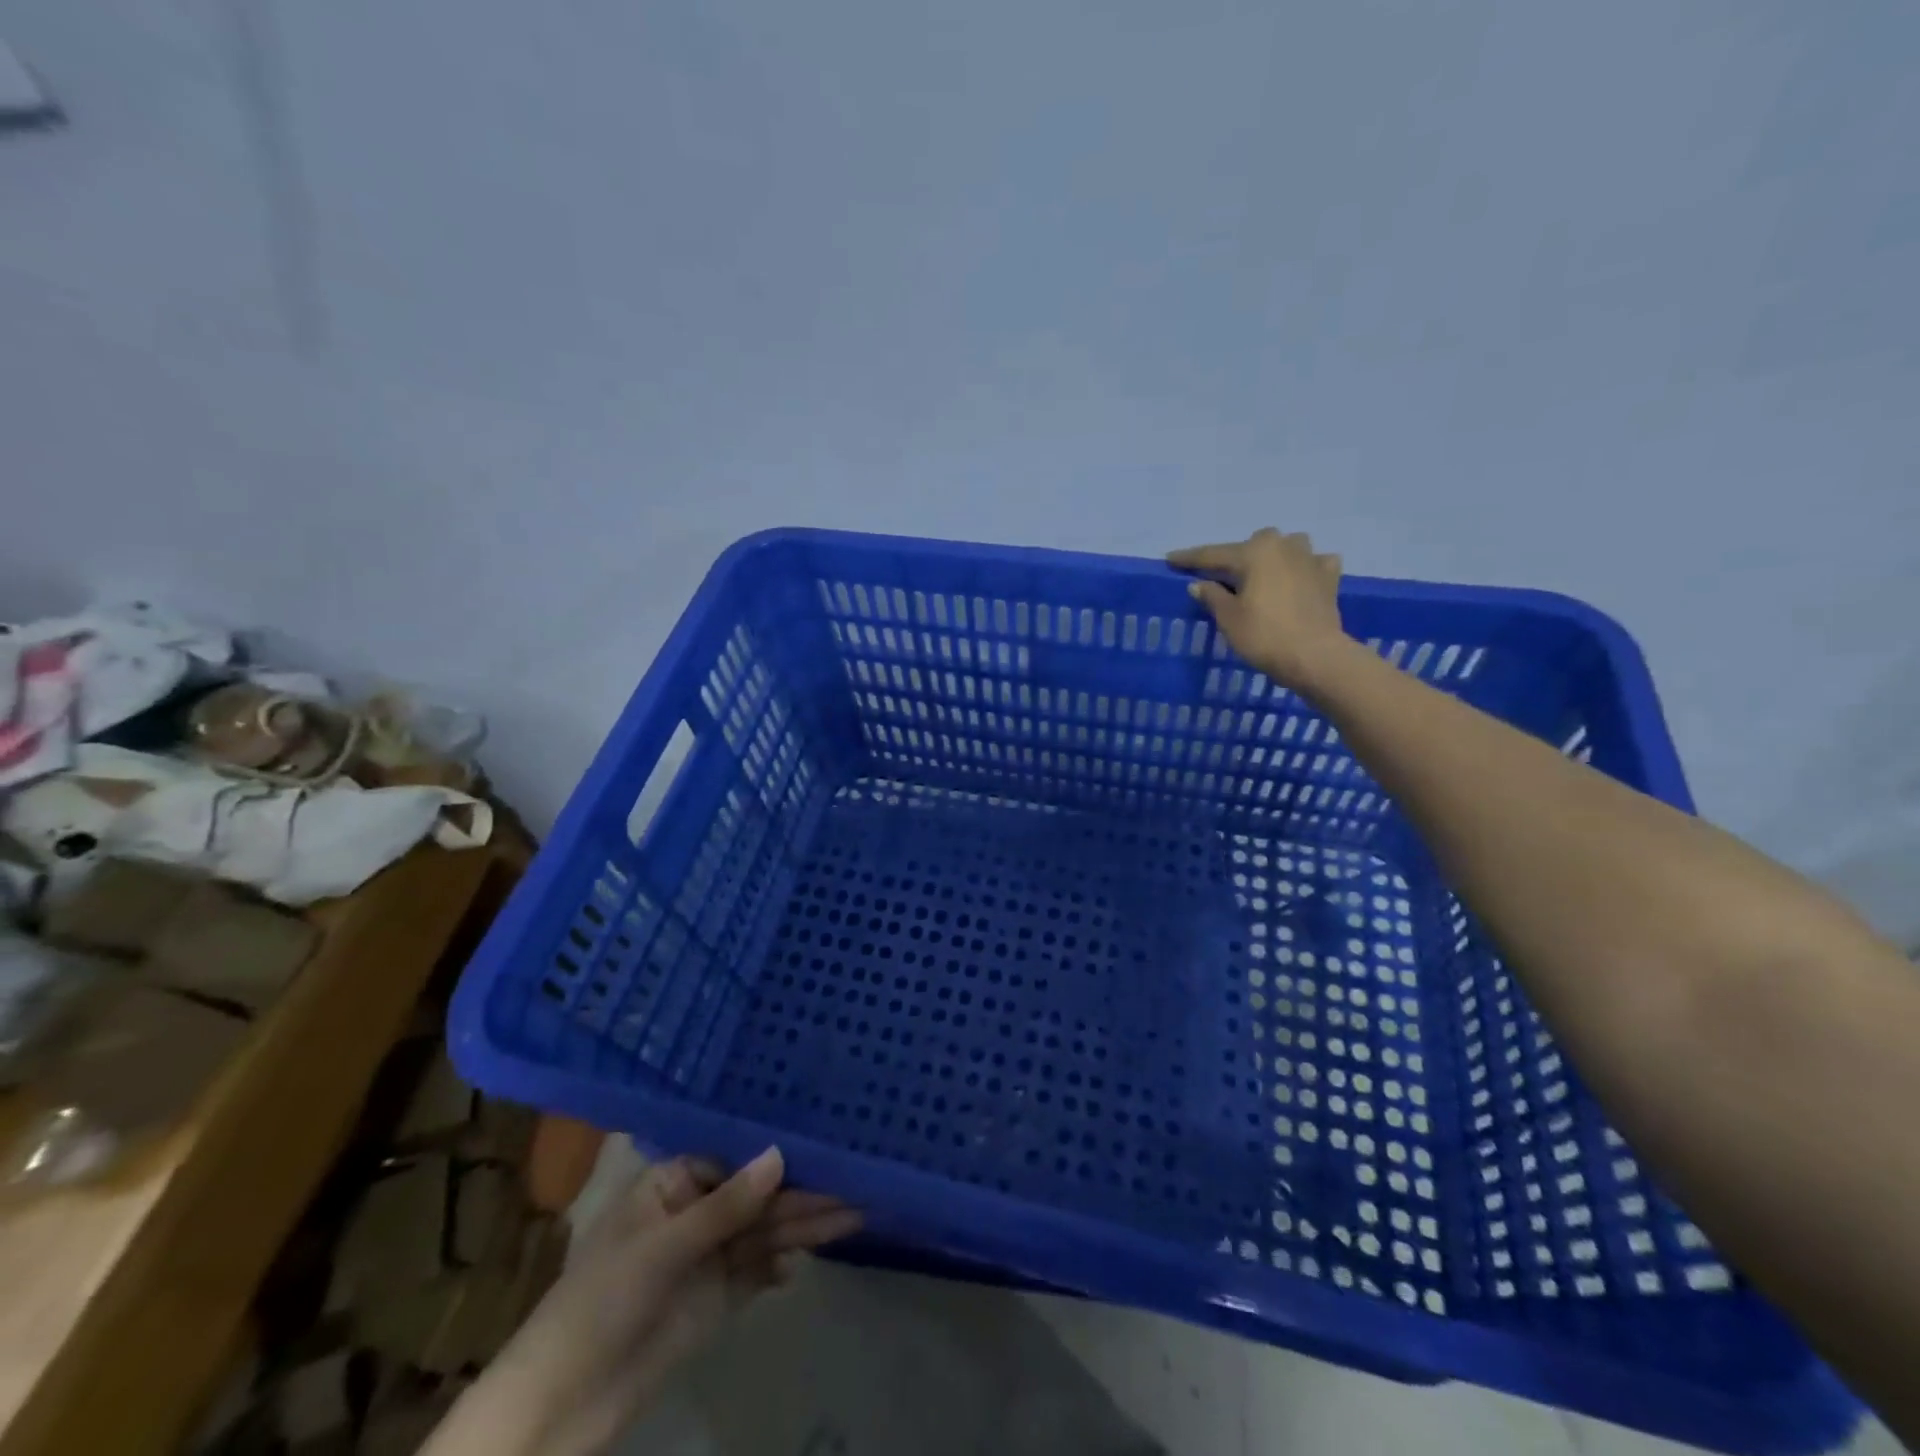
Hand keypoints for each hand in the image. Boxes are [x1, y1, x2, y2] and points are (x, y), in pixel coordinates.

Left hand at [424, 1148, 860, 1455]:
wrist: (562, 1406)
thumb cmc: (601, 1302)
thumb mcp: (663, 1247)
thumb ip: (727, 1205)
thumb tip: (779, 1154)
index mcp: (673, 1181)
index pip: (737, 1157)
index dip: (779, 1152)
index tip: (825, 1142)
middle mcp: (694, 1210)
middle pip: (757, 1195)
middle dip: (802, 1193)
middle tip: (854, 1184)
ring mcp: (706, 1255)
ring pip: (763, 1231)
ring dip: (803, 1226)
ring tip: (853, 1215)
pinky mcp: (715, 1297)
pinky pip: (756, 1270)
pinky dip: (780, 1265)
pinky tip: (803, 1262)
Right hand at [1168, 528, 1349, 691]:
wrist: (1314, 656)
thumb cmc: (1264, 635)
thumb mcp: (1228, 618)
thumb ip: (1212, 596)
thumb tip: (1198, 584)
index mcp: (1254, 552)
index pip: (1212, 554)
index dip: (1189, 559)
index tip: (1170, 558)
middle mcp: (1283, 546)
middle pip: (1253, 545)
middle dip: (1237, 557)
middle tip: (1222, 576)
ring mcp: (1310, 558)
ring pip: (1287, 546)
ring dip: (1273, 556)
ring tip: (1264, 573)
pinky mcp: (1329, 577)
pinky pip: (1314, 563)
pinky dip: (1304, 568)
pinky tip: (1300, 578)